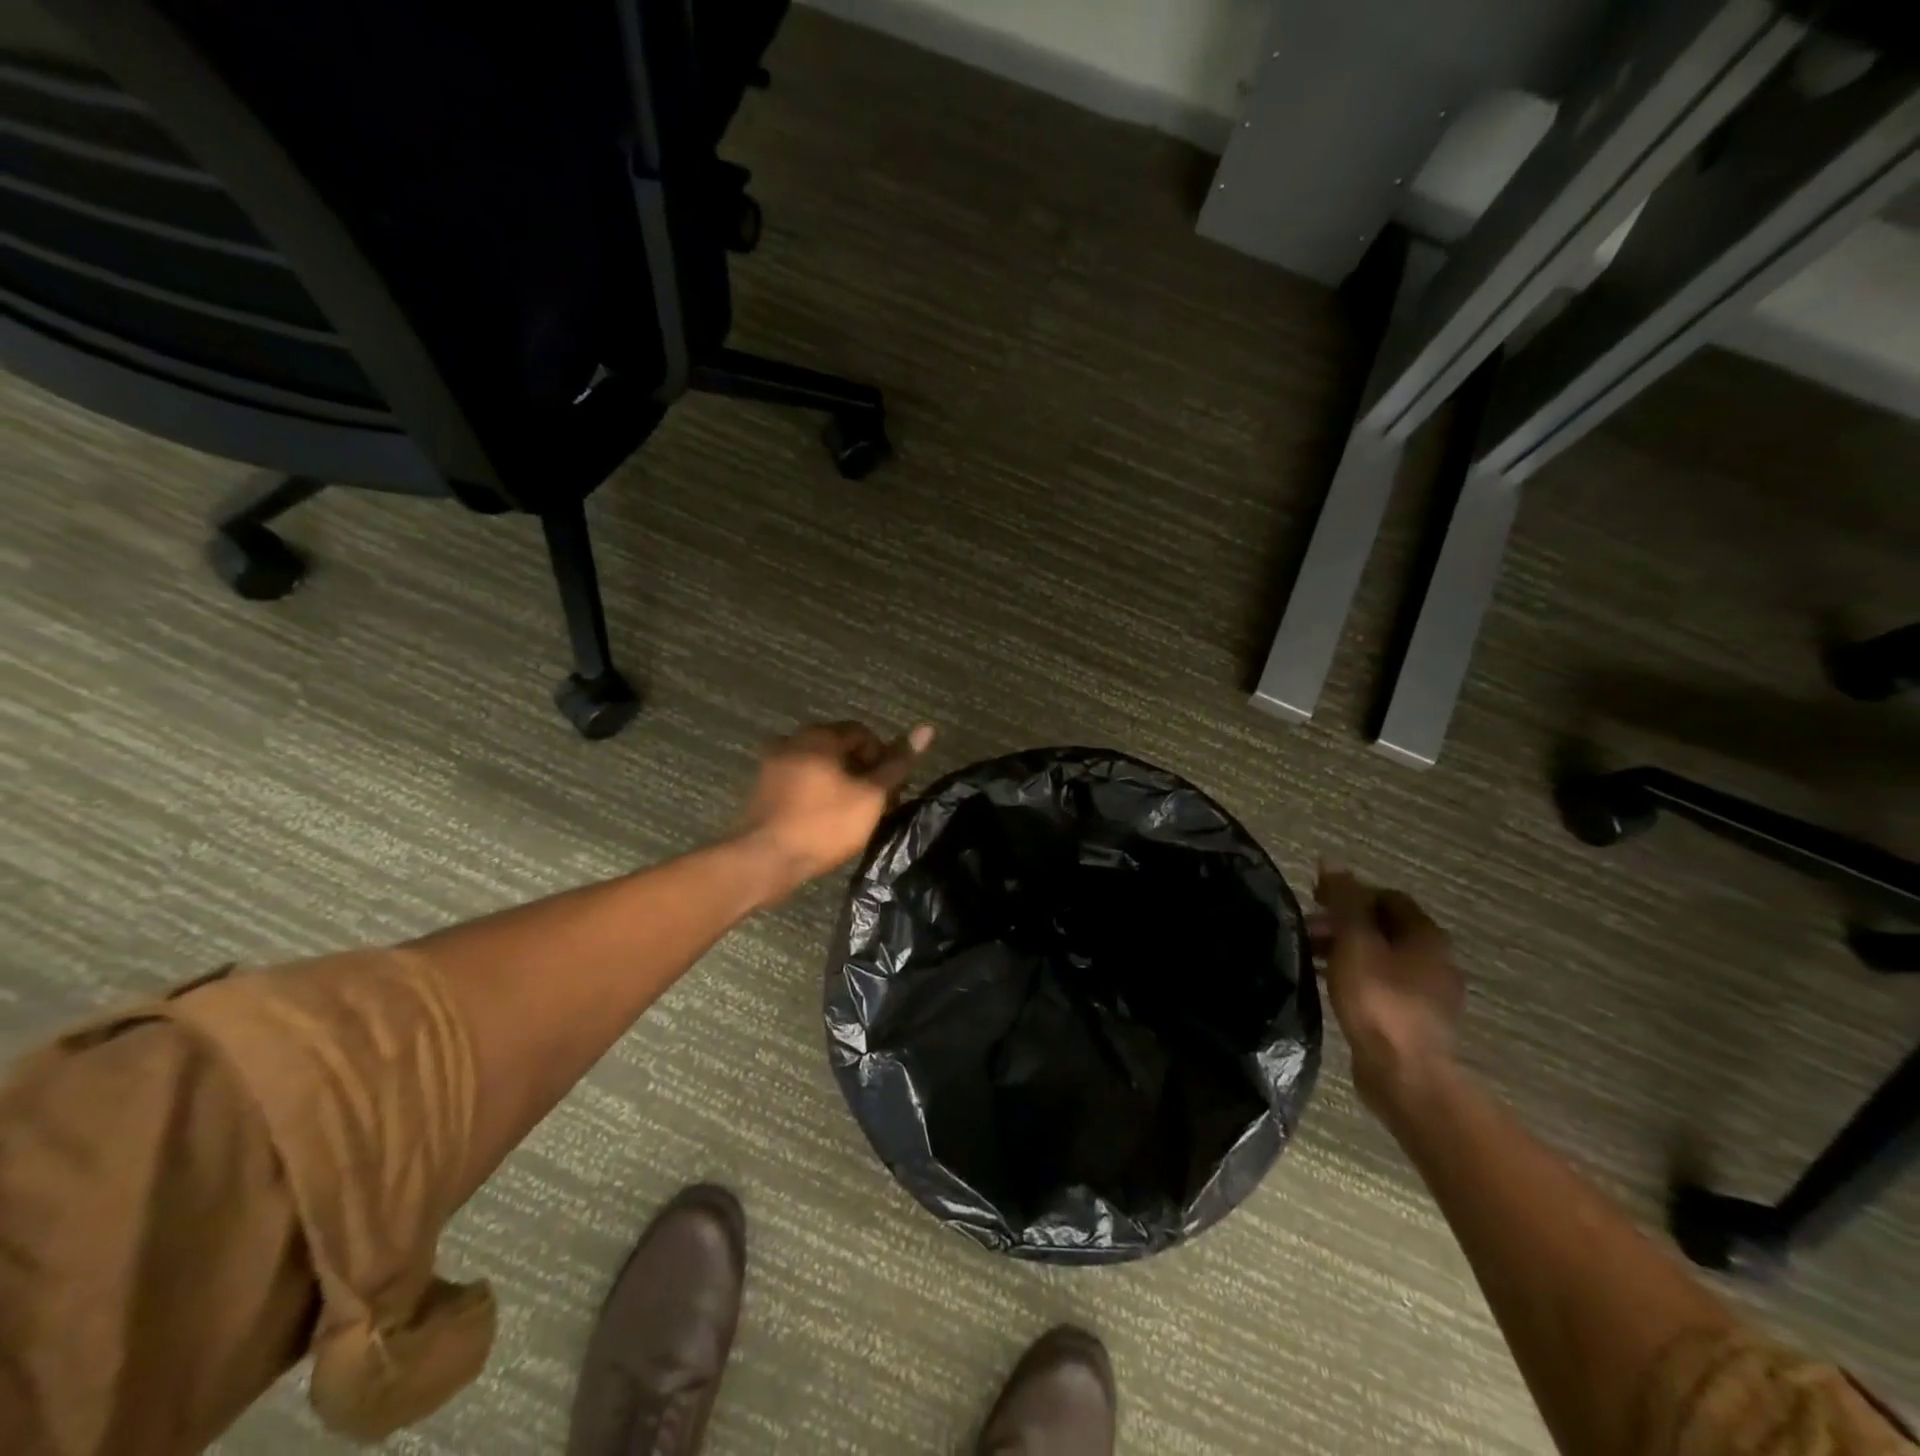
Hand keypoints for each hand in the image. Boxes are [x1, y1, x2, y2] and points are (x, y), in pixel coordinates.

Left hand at [734, 720, 934, 898]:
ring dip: (839, 782)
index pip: (862, 733)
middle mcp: (791, 741)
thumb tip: (927, 729)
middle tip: (875, 803)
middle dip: (861, 770)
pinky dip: (816, 792)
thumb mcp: (871, 796)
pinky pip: (799, 781)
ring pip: (818, 765)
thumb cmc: (824, 824)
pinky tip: (824, 819)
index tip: (890, 788)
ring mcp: (772, 765)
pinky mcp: (761, 789)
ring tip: (852, 813)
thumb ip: (897, 763)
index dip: (883, 757)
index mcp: (818, 736)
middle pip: (838, 747)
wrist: (765, 860)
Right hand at [1311, 864, 1464, 1111]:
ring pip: (1382, 958)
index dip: (1351, 893)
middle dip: (1344, 924)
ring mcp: (1429, 994)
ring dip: (1348, 951)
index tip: (1315, 900)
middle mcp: (1436, 960)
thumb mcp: (1354, 942)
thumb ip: (1344, 901)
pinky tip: (1330, 987)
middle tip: (1307, 931)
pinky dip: (1356, 977)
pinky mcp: (1416, 1021)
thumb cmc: (1378, 999)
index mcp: (1427, 936)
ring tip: (1312, 959)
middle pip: (1385, 927)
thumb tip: (1331, 862)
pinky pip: (1383, 985)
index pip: (1388, 897)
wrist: (1405, 1074)